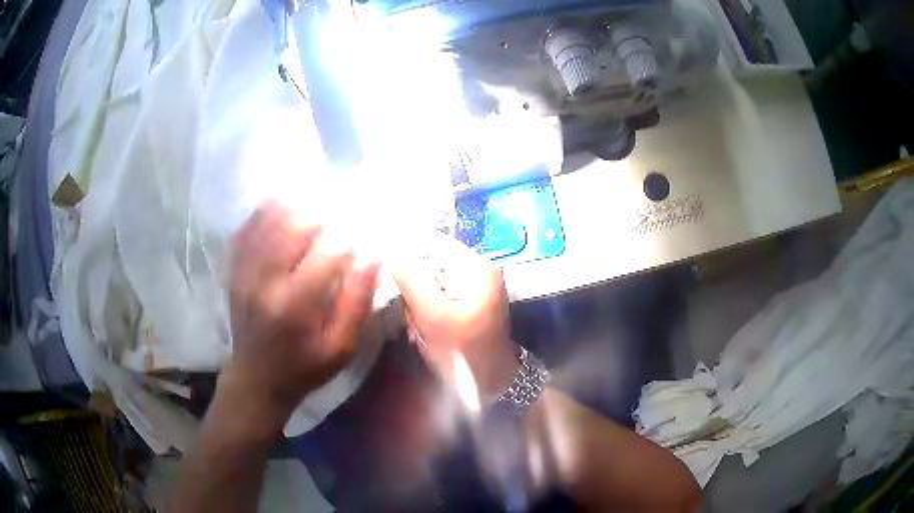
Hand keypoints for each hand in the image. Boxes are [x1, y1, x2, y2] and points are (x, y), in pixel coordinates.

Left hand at [222, 202, 378, 428]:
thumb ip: (357, 303)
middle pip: (294, 224)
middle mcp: (265, 280)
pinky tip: (282, 206)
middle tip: (341, 208)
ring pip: (268, 218)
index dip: (351, 235)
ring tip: (316, 201)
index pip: (328, 251)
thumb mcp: (341, 348)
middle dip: (323, 210)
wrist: (256, 377)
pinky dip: (265, 211)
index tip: (365, 230)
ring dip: (295, 203)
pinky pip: (247, 227)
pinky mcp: (233, 269)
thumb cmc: (305, 366)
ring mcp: (244, 271)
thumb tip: (373, 256)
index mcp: (296, 305)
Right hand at [393, 234, 517, 402]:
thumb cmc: (465, 353)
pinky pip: (436, 295)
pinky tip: (425, 331)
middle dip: (412, 287)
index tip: (385, 275)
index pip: (431, 242)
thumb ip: (411, 280)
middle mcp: (479, 269)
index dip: (404, 254)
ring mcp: (475, 286)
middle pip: (428, 261)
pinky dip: (426, 311)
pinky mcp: (469, 301)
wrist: (491, 384)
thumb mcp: (433, 316)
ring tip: (420, 328)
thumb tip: (391, 251)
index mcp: (476, 266)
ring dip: (417, 303)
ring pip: (429, 280)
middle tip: (411, 316)